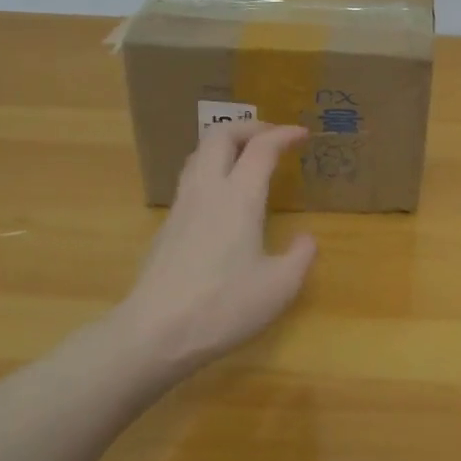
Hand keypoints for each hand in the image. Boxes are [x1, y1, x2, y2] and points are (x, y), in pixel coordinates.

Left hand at [121, 122, 317, 371]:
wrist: (155, 333)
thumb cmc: (224, 307)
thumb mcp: (279, 288)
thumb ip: (300, 257)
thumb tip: (306, 239)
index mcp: (239, 197)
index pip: (262, 148)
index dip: (283, 134)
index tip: (301, 134)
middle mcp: (207, 190)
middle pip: (220, 135)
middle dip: (249, 127)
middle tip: (271, 137)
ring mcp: (182, 206)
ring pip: (199, 153)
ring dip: (225, 144)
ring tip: (245, 157)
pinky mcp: (167, 226)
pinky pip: (190, 178)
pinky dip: (211, 168)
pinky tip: (222, 195)